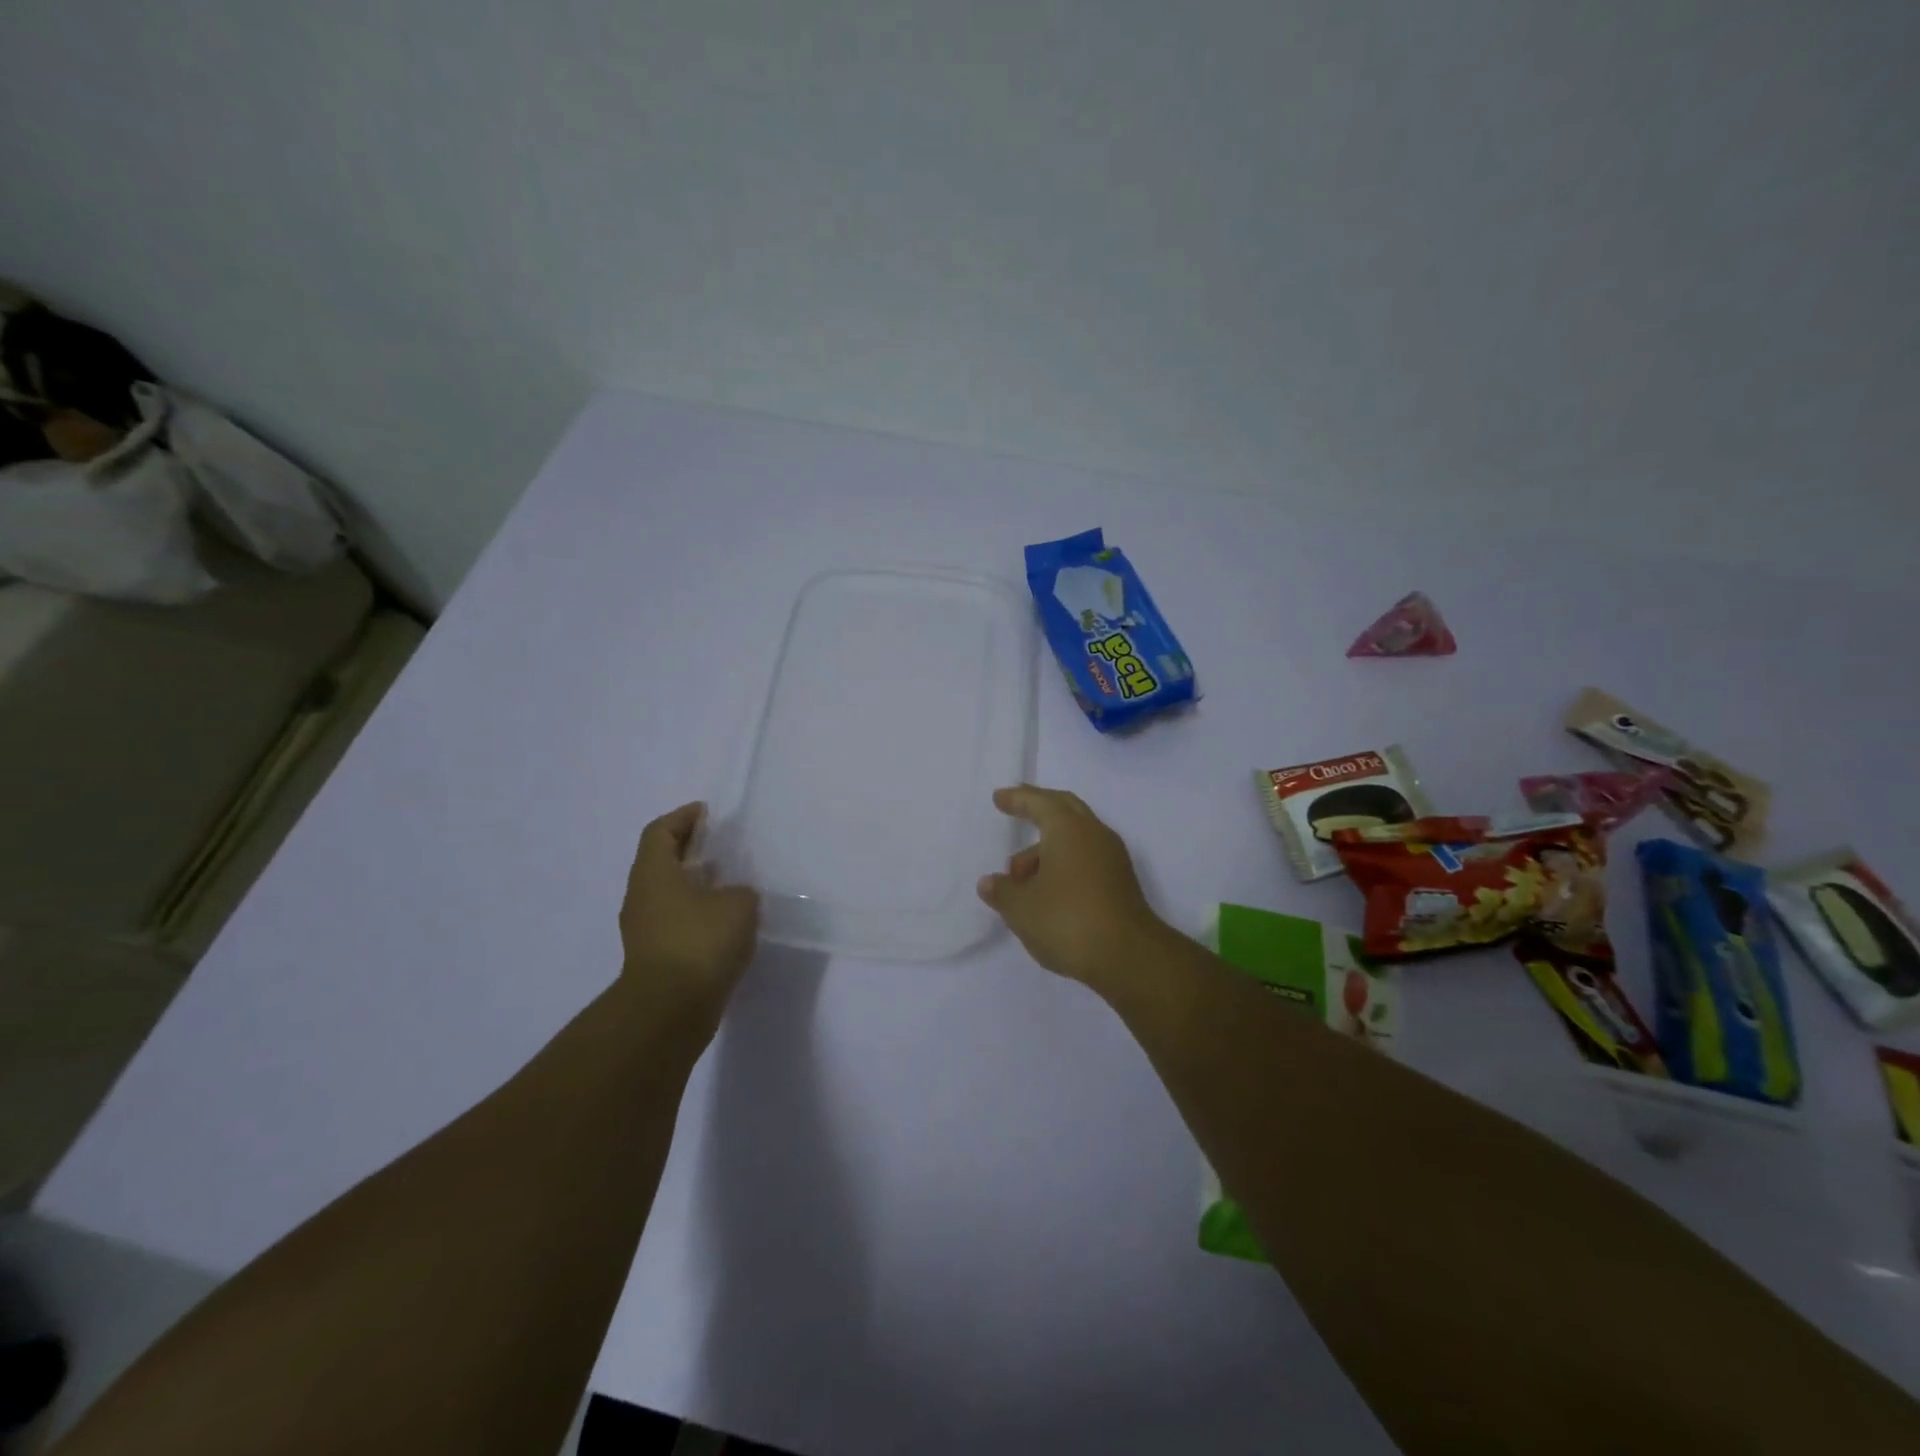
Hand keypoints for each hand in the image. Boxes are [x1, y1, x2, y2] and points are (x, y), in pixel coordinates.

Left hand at [619, 803, 759, 1029]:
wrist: (670, 1010)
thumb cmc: (700, 942)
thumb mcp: (738, 904)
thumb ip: (740, 891)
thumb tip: (734, 897)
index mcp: (654, 873)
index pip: (660, 831)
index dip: (683, 818)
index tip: (707, 813)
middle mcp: (642, 896)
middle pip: (662, 861)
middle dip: (690, 850)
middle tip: (722, 845)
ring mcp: (645, 929)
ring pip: (669, 894)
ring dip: (695, 884)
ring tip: (730, 883)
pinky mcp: (656, 957)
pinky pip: (676, 922)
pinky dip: (697, 913)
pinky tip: (726, 921)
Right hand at [976, 785, 1168, 987]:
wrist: (1128, 957)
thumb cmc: (1067, 920)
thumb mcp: (1021, 908)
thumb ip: (1002, 891)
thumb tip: (990, 882)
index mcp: (1068, 829)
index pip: (1040, 802)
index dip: (1018, 799)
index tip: (999, 798)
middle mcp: (1094, 834)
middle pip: (1065, 810)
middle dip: (1039, 810)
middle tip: (1017, 812)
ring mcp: (1112, 858)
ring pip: (1075, 839)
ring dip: (1047, 849)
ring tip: (1019, 880)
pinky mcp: (1121, 883)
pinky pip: (1086, 859)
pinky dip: (1064, 864)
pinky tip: (1047, 892)